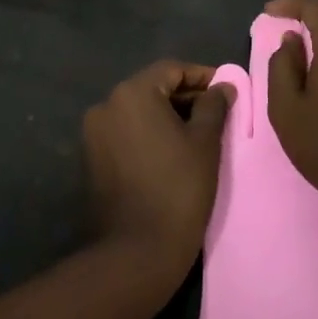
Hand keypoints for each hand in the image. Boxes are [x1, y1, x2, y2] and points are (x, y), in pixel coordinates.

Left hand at [82, 60, 234, 282]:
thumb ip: (214, 105)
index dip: (201, 76)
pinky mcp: (91, 158)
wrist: (138, 249)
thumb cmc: (179, 187)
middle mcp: (106, 105)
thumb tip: (223, 86)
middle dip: (185, 96)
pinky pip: (125, 132)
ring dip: (166, 115)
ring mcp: (94, 133)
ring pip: (137, 111)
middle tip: (216, 111)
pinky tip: (171, 150)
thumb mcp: (205, 142)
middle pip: (152, 88)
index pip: (171, 69)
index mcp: (132, 93)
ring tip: (198, 132)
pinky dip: (148, 133)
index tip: (226, 89)